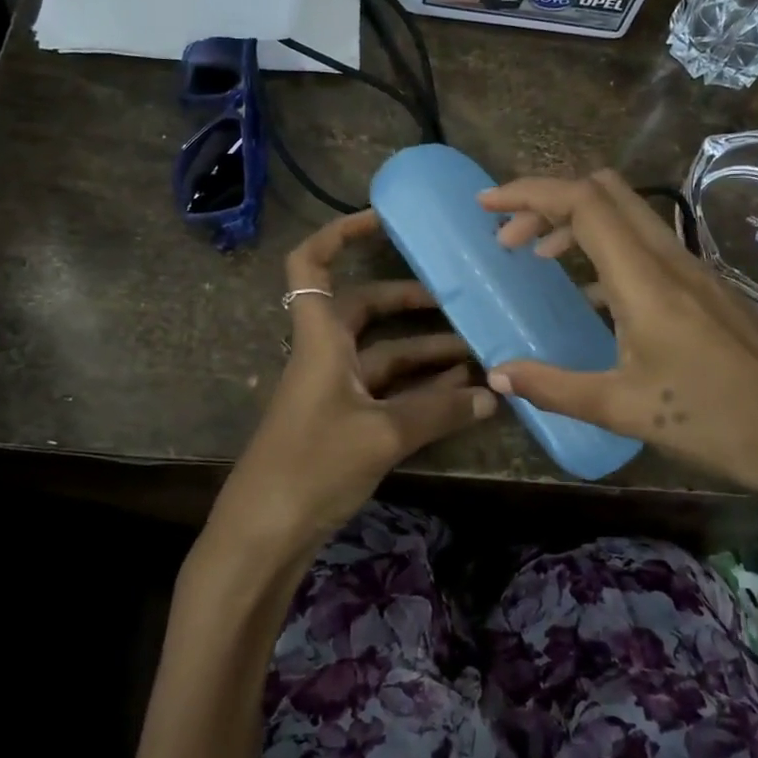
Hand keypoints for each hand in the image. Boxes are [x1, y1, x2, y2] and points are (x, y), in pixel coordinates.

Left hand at [212, 209, 497, 560]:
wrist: (264, 536)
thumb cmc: (312, 466)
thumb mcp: (381, 435)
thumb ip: (438, 413)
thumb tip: (493, 395)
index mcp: (319, 339)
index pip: (312, 265)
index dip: (340, 234)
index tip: (384, 221)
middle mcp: (324, 356)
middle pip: (363, 311)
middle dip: (408, 303)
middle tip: (457, 301)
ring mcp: (332, 392)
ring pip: (382, 357)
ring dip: (423, 354)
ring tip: (476, 353)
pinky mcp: (341, 425)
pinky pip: (385, 393)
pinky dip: (418, 391)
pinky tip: (458, 396)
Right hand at [479, 170, 757, 521]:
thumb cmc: (714, 423)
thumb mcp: (623, 408)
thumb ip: (553, 387)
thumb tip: (498, 375)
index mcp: (645, 279)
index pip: (582, 202)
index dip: (528, 193)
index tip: (486, 206)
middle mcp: (670, 259)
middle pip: (605, 191)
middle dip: (548, 201)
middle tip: (511, 239)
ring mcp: (694, 269)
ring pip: (628, 215)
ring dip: (577, 223)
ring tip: (539, 259)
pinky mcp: (708, 288)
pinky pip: (646, 245)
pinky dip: (606, 249)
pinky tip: (592, 296)